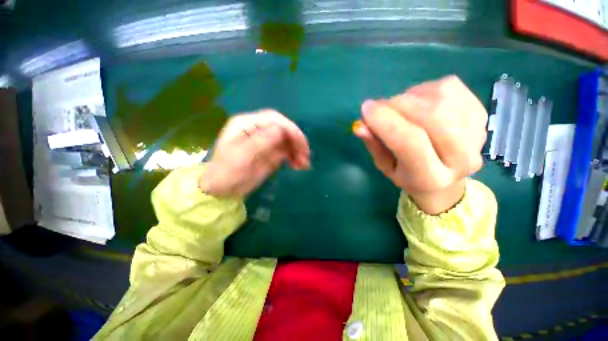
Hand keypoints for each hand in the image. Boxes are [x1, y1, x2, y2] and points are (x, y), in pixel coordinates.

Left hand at [199, 110, 309, 198]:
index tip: (300, 143)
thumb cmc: (226, 172)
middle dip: (296, 140)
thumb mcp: (241, 156)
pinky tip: (300, 165)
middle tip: (306, 155)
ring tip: (304, 164)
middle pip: (283, 128)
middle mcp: (258, 130)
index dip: (289, 128)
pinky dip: (295, 157)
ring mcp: (266, 142)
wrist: (223, 190)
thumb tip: (281, 131)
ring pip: (288, 140)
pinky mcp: (272, 153)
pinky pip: (288, 151)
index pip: (273, 119)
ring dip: (298, 150)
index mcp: (247, 124)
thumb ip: (261, 141)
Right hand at [354, 76, 486, 214]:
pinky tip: (418, 102)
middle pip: (432, 116)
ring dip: (411, 96)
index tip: (365, 109)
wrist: (444, 181)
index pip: (410, 143)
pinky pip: (450, 87)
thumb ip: (374, 145)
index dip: (386, 122)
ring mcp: (477, 134)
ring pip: (442, 97)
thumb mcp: (384, 166)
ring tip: (399, 107)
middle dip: (398, 105)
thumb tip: (360, 125)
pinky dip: (426, 90)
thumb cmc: (407, 175)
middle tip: (380, 107)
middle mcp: (461, 158)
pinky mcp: (481, 114)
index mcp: (430, 177)